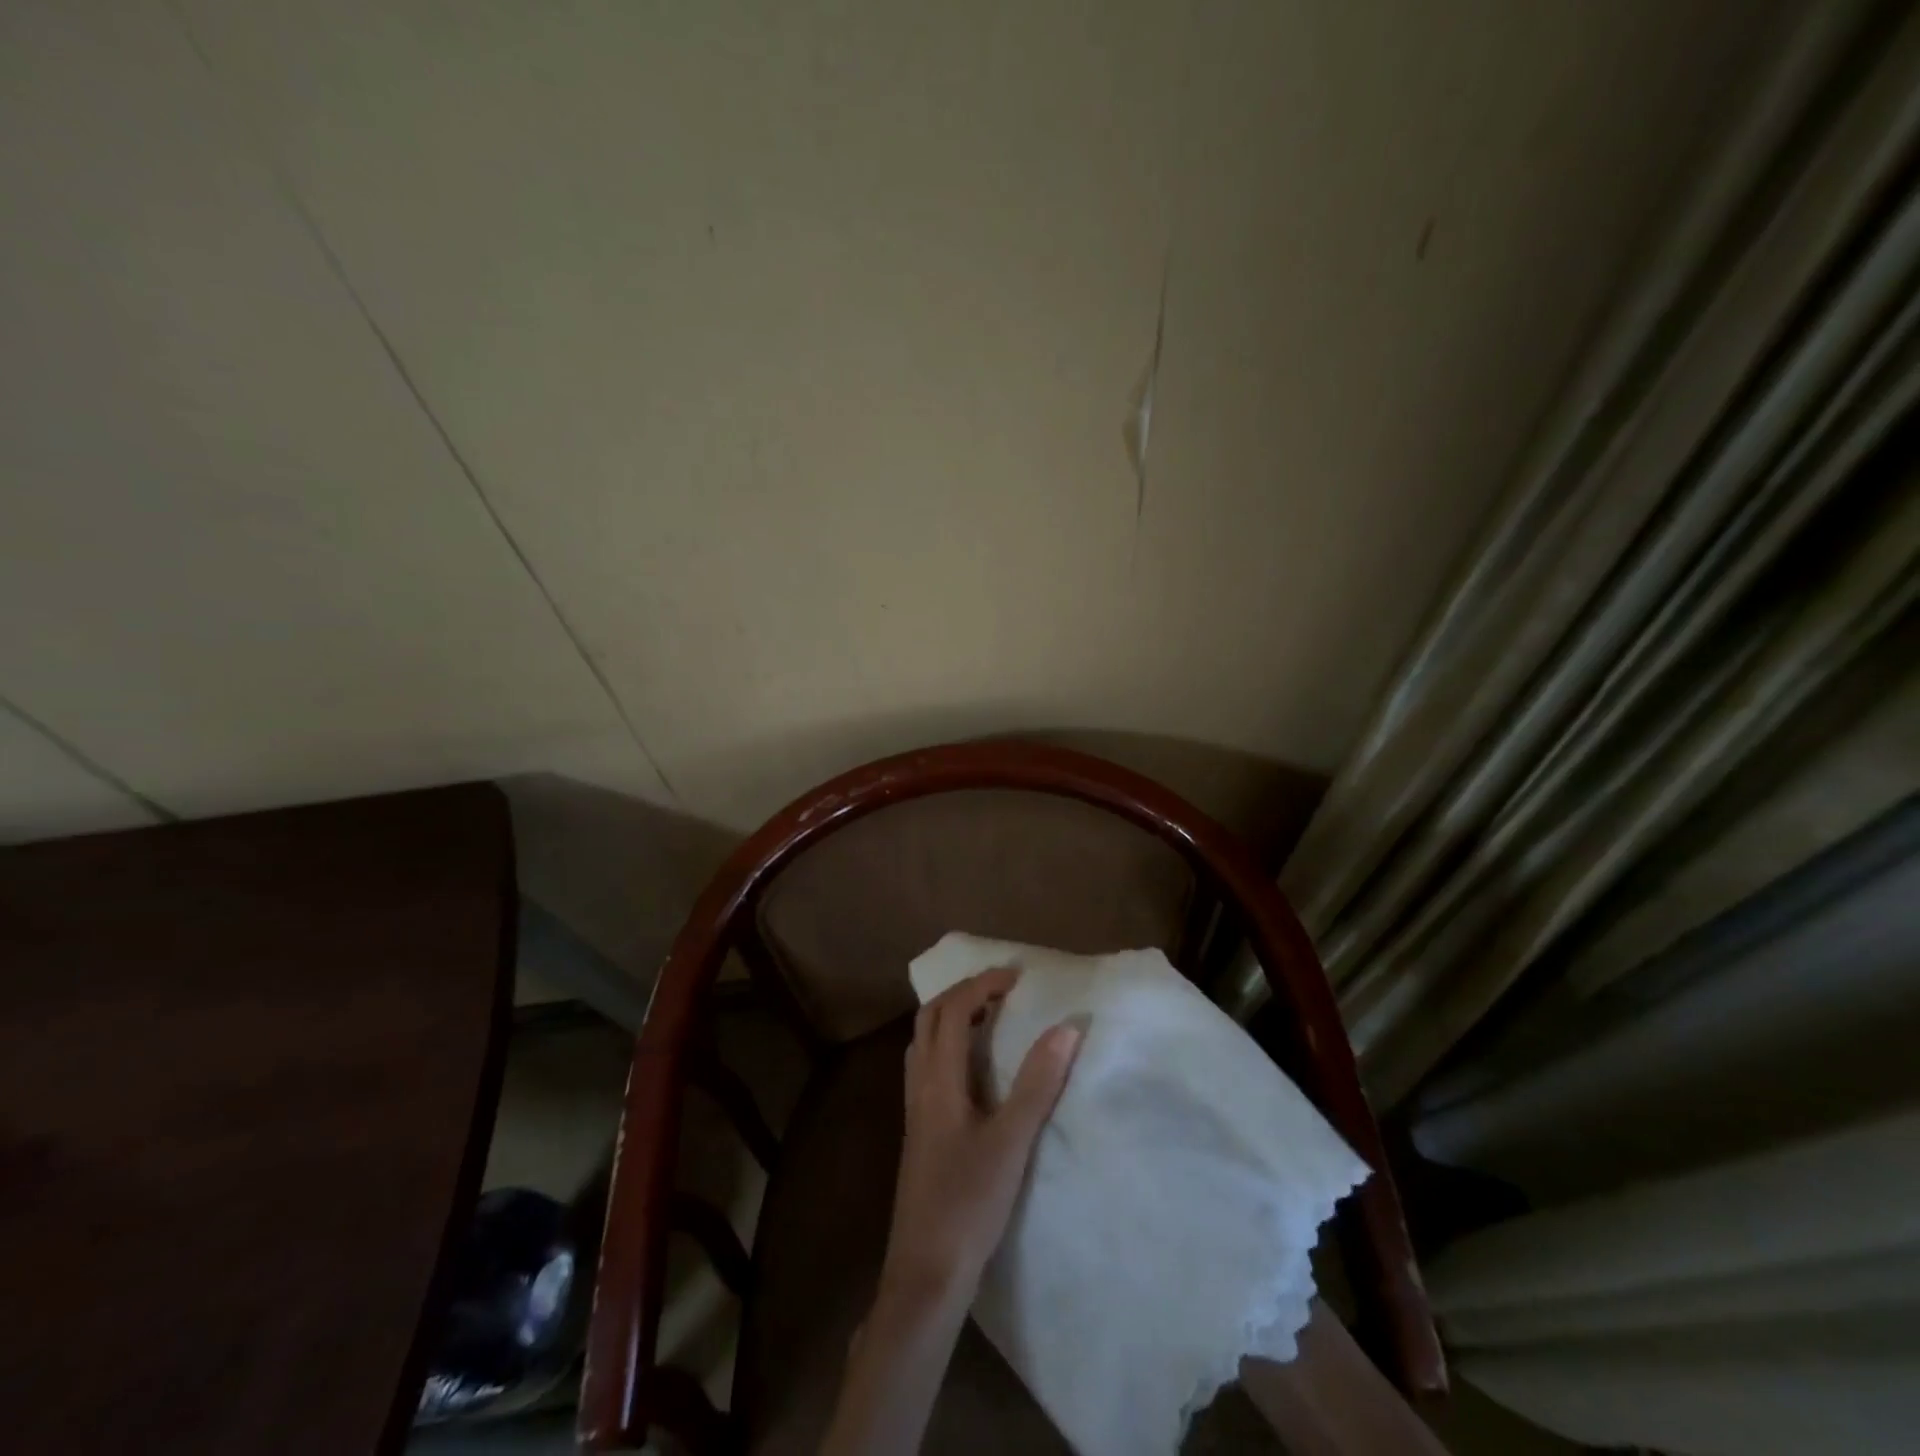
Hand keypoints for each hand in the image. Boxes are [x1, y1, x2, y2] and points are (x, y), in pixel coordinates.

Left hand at [879, 967, 1082, 1308]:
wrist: (925, 1272)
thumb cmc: (969, 1203)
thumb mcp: (1011, 1142)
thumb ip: (1037, 1084)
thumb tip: (1065, 1028)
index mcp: (938, 1080)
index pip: (952, 1011)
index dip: (981, 985)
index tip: (1016, 977)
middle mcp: (919, 1086)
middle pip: (929, 1019)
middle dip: (962, 994)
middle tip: (1000, 991)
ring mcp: (914, 1110)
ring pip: (924, 1043)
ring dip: (951, 1019)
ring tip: (989, 1020)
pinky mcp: (919, 1132)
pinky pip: (927, 1067)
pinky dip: (948, 1047)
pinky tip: (973, 1071)